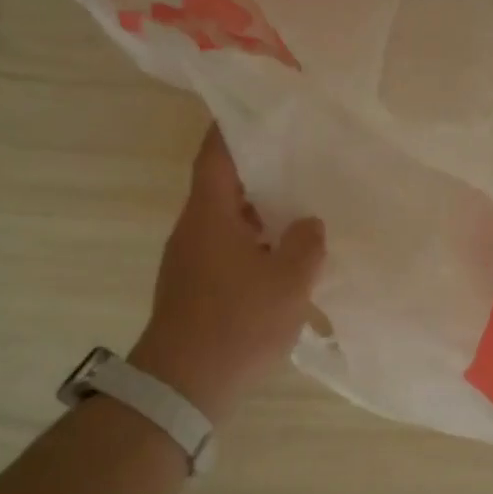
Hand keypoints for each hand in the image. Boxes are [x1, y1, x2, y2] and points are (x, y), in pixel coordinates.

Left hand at [129, 125, 325, 422]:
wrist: (183, 386)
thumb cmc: (237, 323)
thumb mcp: (288, 282)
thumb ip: (306, 245)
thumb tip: (309, 224)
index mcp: (209, 213)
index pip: (217, 152)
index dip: (236, 124)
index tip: (263, 107)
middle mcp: (194, 228)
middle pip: (225, 183)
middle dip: (261, 169)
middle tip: (302, 157)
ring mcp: (190, 259)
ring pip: (229, 219)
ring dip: (261, 211)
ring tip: (303, 204)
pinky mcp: (195, 286)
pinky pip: (228, 248)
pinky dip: (255, 242)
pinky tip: (286, 255)